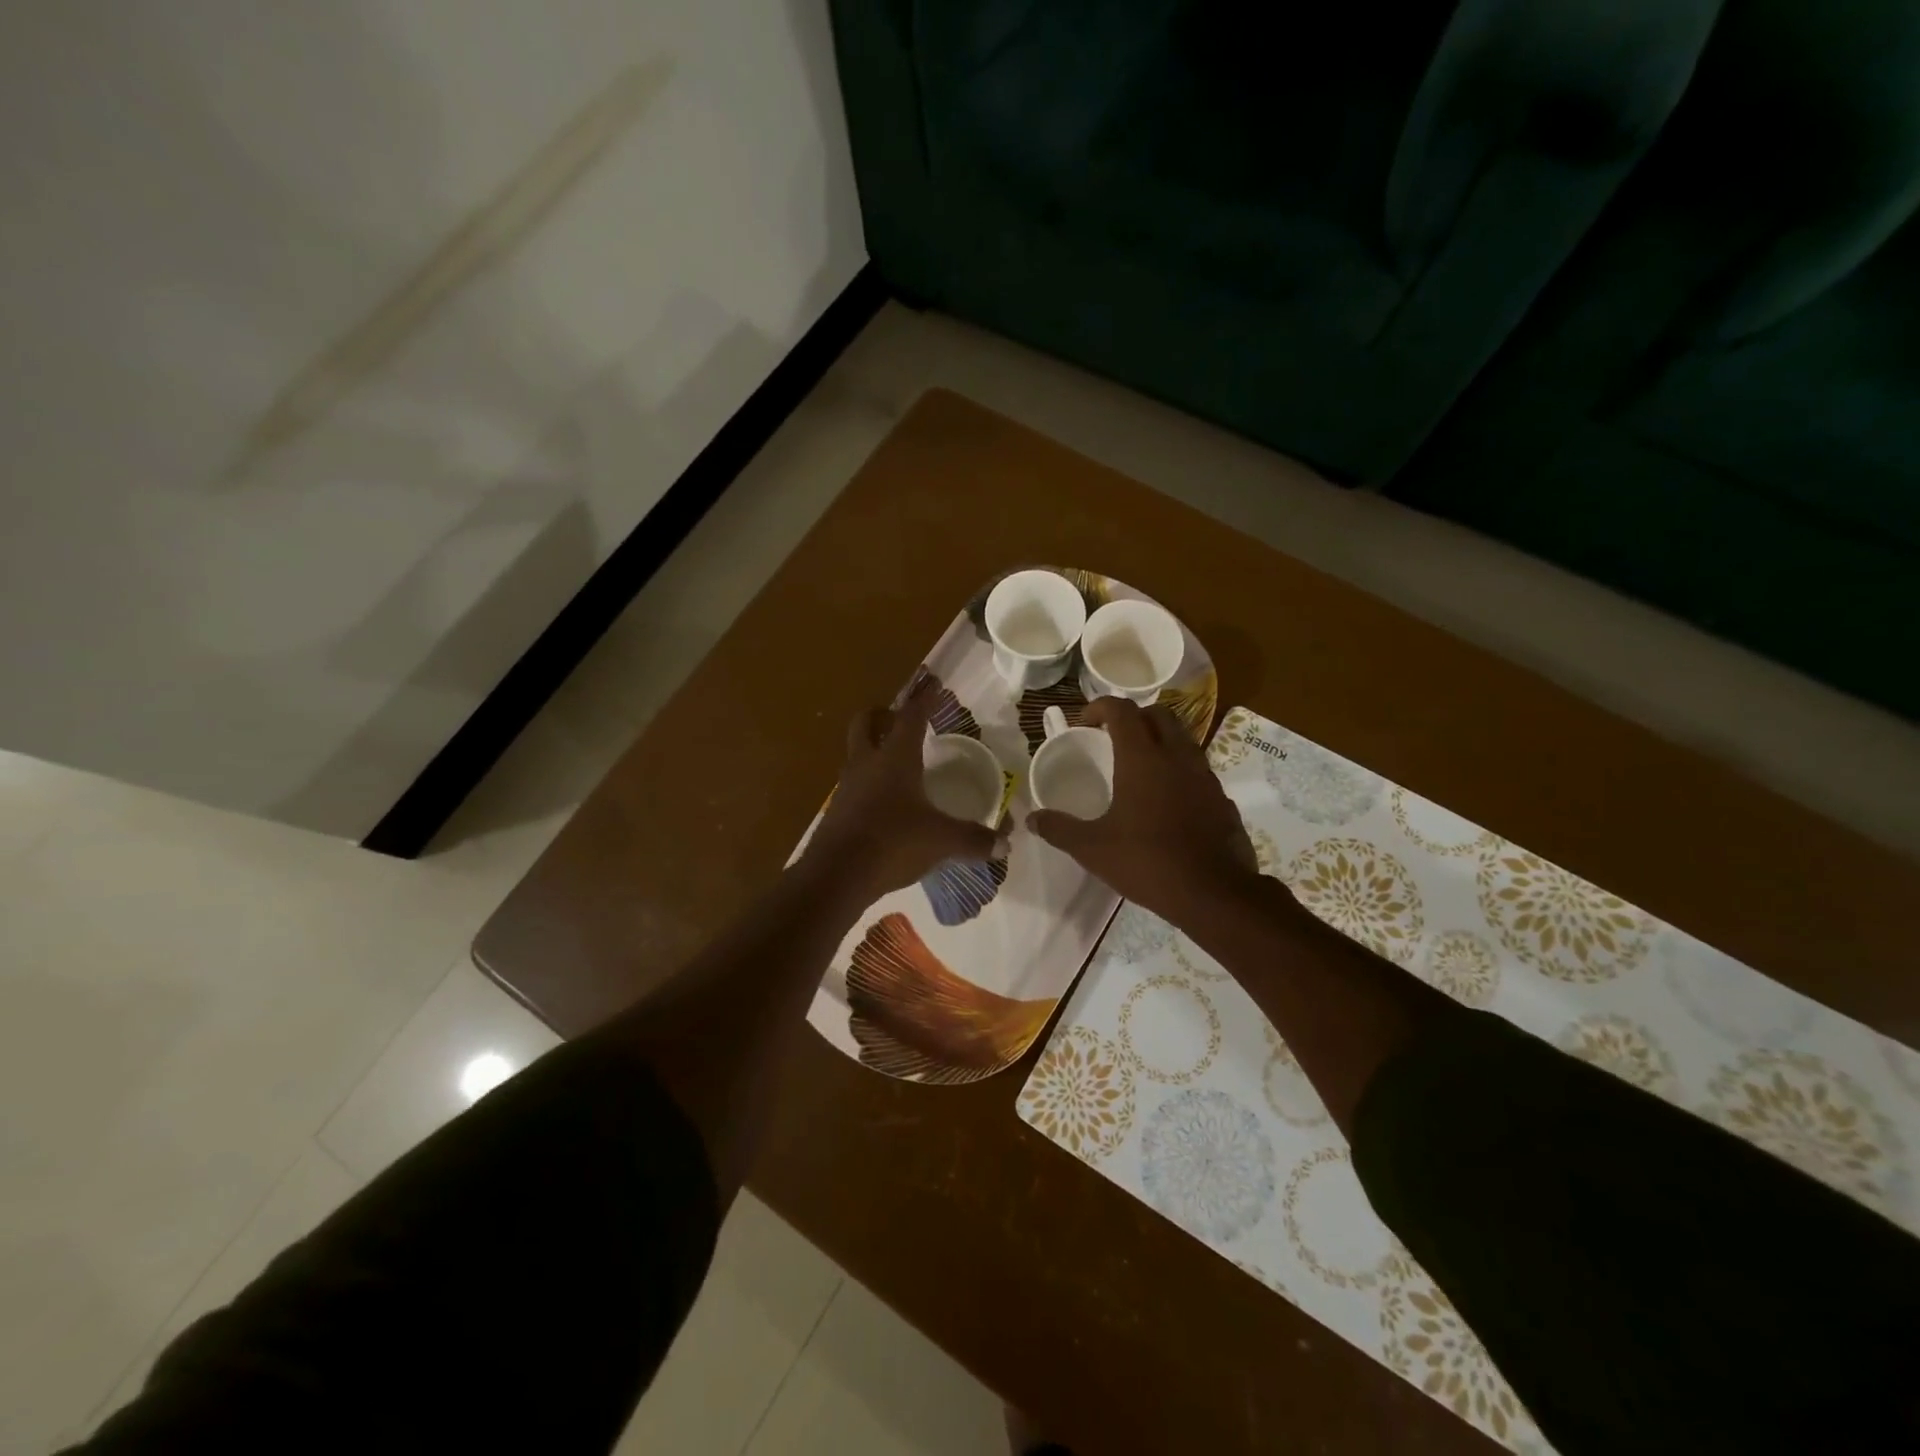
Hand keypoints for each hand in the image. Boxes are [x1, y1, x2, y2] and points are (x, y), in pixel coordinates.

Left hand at [801, 684, 999, 903]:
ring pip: (856, 754)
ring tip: (896, 762)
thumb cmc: (893, 842)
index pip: (911, 717)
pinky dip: (868, 783)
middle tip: (899, 718)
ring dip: (872, 749)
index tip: (933, 681)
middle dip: (882, 715)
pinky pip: (853, 785)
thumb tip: (1005, 844)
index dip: (924, 698)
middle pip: (866, 723)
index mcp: (895, 758)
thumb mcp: (941, 840)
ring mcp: (847, 787)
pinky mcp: (837, 811)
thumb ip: (973, 839)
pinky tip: (885, 802)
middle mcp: (867, 764)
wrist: (836, 876)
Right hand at [1027, 697, 1262, 928]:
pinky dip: (1179, 771)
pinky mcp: (1222, 798)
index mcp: (1142, 758)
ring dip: (1160, 741)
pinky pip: (1198, 770)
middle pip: (1159, 714)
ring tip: (1140, 766)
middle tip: (1113, 738)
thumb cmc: (1147, 862)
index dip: (1100, 707)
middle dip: (1134, 717)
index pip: (1122, 710)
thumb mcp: (1092, 848)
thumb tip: (1032, 818)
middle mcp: (1177, 756)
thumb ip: (1060, 829)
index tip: (1084, 723)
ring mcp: (1205, 776)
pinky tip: (1167, 800)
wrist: (1213, 893)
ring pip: (1183, 739)